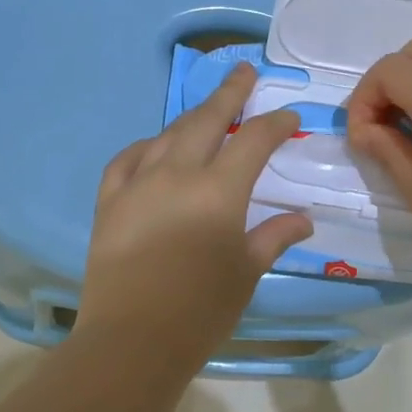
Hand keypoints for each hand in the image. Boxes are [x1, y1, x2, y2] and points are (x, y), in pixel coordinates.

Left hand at [77, 64, 313, 366]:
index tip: (289, 117)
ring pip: (167, 134)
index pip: (254, 140)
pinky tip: (154, 148)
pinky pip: (127, 160)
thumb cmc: (201, 310)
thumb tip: (303, 219)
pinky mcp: (108, 201)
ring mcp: (138, 183)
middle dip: (230, 93)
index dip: (275, 124)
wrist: (132, 340)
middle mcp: (177, 174)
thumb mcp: (247, 272)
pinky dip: (146, 147)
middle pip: (207, 120)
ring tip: (206, 110)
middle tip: (244, 72)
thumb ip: (274, 236)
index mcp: (219, 190)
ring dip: (191, 117)